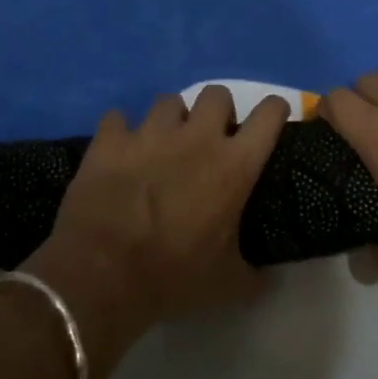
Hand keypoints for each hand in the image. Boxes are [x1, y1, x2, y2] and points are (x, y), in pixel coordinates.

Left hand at [25, 87, 289, 365]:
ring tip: (163, 143)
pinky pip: (117, 118)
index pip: (268, 116)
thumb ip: (254, 275)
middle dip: (218, 111)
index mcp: (233, 166)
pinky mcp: (109, 140)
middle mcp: (195, 138)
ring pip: (168, 101)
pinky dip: (120, 131)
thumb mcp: (227, 284)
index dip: (275, 110)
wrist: (102, 274)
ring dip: (171, 119)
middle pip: (217, 94)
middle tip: (210, 138)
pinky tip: (120, 149)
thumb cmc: (173, 276)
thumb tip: (267, 281)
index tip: (273, 118)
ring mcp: (149, 133)